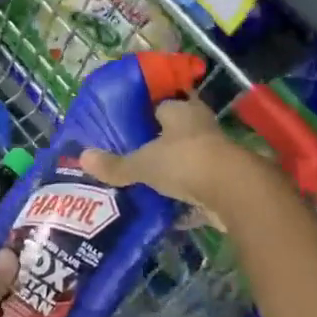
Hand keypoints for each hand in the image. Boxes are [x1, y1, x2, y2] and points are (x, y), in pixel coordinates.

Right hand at [78, 99, 261, 212]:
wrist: (234, 192)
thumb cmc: (185, 162)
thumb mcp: (143, 164)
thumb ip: (116, 164)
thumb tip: (82, 157)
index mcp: (181, 111)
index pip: (161, 105)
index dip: (146, 114)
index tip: (130, 126)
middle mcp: (201, 127)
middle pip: (176, 132)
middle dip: (160, 144)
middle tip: (136, 156)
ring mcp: (216, 155)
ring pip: (190, 160)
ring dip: (175, 171)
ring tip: (147, 183)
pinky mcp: (226, 183)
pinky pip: (200, 188)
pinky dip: (186, 199)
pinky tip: (168, 211)